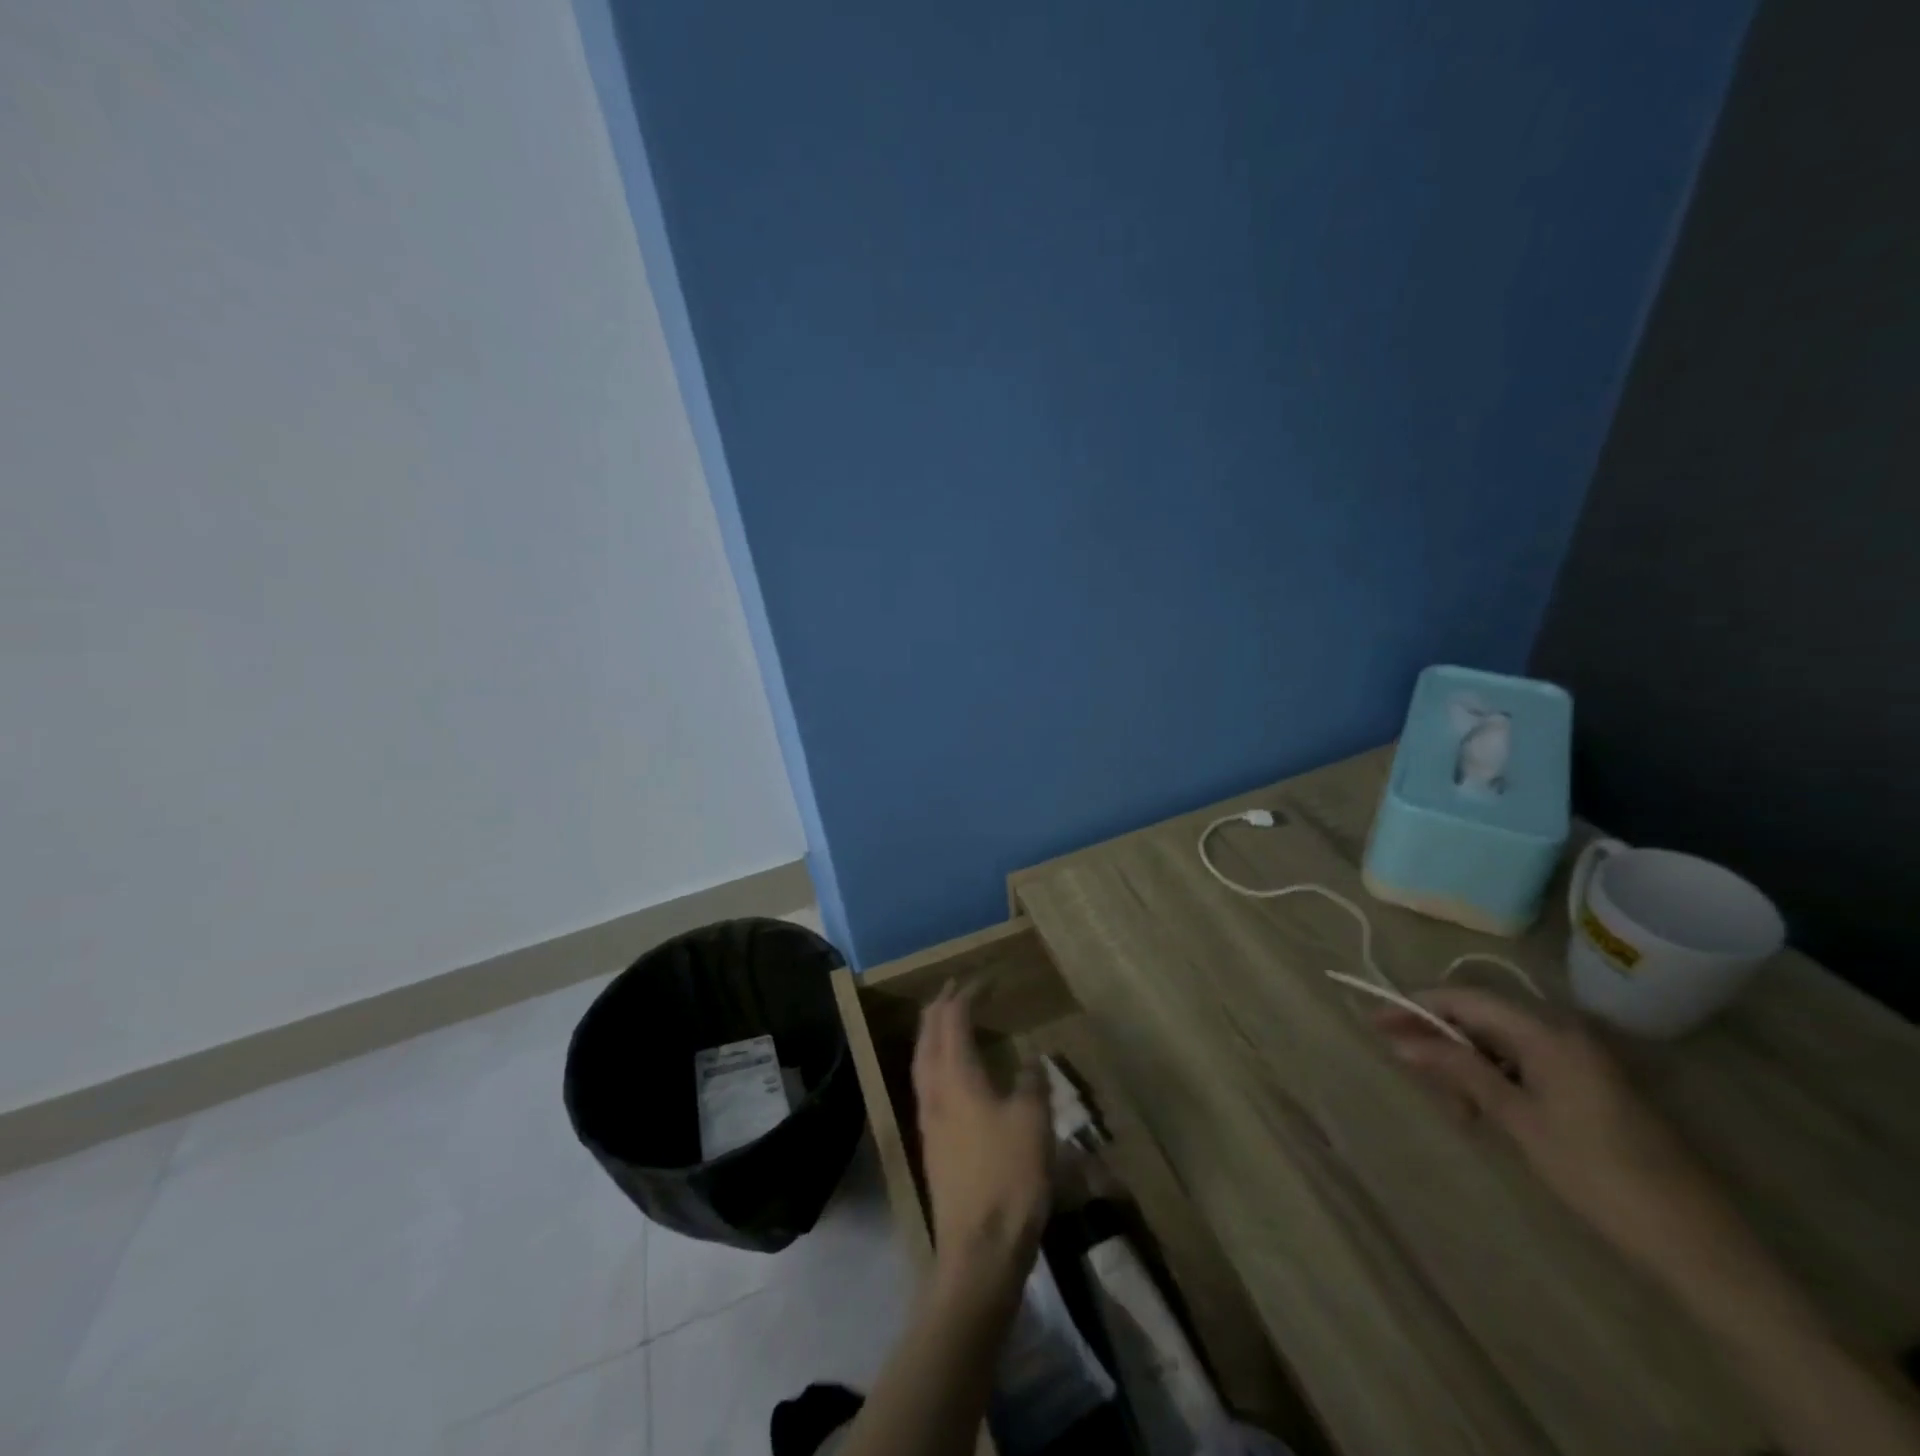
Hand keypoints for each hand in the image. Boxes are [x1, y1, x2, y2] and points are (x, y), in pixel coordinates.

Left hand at [911, 984, 1052, 1294]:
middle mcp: (934, 1089)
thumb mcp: (1033, 1122)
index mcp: (957, 1076)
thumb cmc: (1009, 1177)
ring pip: (921, 1058)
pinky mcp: (931, 1141)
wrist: (979, 1249)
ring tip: (944, 1017)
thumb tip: (1030, 1059)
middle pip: (929, 1034)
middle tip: (956, 987)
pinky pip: (925, 1080)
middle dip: (941, 1006)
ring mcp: (927, 1117)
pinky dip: (933, 1058)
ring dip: (932, 1030)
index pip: (954, 1020)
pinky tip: (946, 1069)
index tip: (983, 978)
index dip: (967, 995)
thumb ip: (1031, 1083)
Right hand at [1376, 988, 1735, 1277]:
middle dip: (1439, 1040)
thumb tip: (1399, 1040)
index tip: (1374, 1021)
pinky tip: (1483, 1111)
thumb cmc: (1597, 1174)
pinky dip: (1494, 1079)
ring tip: (1455, 1108)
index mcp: (1547, 1032)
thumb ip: (1458, 1071)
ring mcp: (1579, 1057)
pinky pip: (1523, 1063)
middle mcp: (1562, 1031)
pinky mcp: (1587, 1083)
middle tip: (1408, 1070)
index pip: (1464, 998)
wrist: (1696, 1244)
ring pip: (1499, 1042)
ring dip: (1466, 1065)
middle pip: (1480, 1017)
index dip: (1415, 1005)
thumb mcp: (1517, 1119)